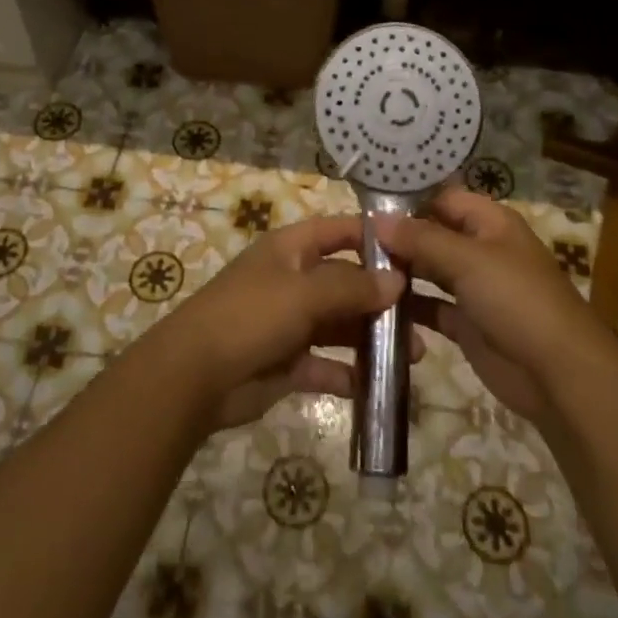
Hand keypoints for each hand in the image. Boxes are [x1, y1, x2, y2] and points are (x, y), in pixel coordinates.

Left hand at [162, 215, 428, 431]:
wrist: (194, 376)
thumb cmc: (250, 316)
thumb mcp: (303, 294)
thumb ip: (351, 288)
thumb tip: (397, 281)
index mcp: (290, 250)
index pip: (338, 231)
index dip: (372, 237)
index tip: (413, 250)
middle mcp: (292, 281)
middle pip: (345, 282)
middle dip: (381, 298)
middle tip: (422, 317)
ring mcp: (289, 323)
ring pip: (340, 325)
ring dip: (372, 338)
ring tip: (413, 356)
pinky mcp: (288, 363)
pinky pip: (326, 364)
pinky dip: (348, 373)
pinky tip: (376, 385)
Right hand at [378, 189, 616, 425]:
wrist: (558, 374)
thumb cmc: (517, 300)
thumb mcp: (468, 260)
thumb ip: (421, 239)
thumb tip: (377, 219)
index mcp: (491, 223)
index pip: (444, 199)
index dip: (409, 200)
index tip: (366, 207)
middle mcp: (482, 250)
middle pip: (433, 235)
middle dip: (398, 238)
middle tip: (351, 241)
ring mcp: (475, 289)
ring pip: (429, 271)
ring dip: (400, 272)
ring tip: (356, 271)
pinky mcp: (467, 325)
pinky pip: (431, 308)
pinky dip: (409, 308)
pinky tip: (375, 306)